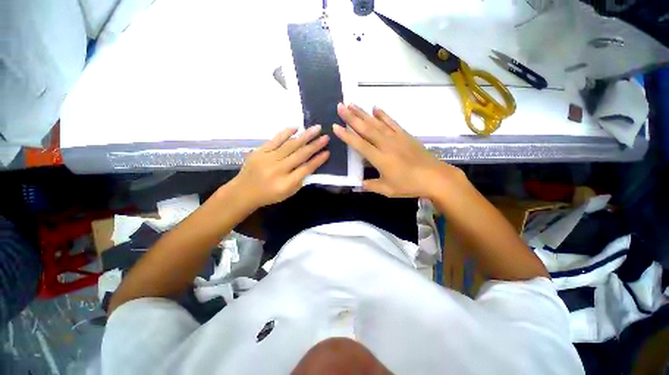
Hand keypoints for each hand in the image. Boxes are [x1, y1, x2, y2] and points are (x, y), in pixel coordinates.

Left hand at [233, 126, 329, 207]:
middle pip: (300, 154)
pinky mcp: (260, 151)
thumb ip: (300, 180)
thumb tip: (311, 164)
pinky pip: (275, 139)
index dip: (318, 160)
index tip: (328, 152)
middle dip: (315, 145)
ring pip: (290, 145)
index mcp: (286, 183)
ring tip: (316, 128)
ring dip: (305, 136)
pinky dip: (286, 133)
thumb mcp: (288, 193)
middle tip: (326, 137)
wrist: (243, 192)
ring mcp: (268, 158)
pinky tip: (296, 128)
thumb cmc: (269, 195)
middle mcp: (278, 169)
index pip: (306, 169)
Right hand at [333, 103, 462, 197]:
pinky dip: (383, 114)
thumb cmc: (409, 185)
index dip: (346, 136)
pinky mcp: (405, 135)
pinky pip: (391, 122)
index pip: (359, 144)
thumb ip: (371, 186)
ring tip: (352, 103)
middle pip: (366, 129)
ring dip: (363, 113)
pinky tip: (375, 108)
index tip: (335, 126)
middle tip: (340, 106)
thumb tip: (359, 183)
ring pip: (376, 123)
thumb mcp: (387, 190)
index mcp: (379, 159)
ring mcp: (396, 137)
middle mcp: (385, 144)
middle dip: (351, 117)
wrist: (435, 177)